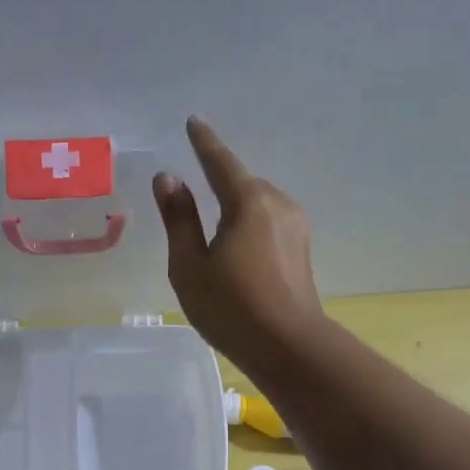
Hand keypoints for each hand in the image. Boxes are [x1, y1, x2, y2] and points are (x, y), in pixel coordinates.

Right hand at [153, 116, 324, 367]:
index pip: (220, 162)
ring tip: (213, 234)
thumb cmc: (231, 307)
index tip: (194, 122)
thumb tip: (168, 178)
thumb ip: (179, 219)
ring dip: (235, 209)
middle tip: (195, 197)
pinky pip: (268, 224)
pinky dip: (249, 227)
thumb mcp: (190, 265)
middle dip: (220, 183)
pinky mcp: (301, 251)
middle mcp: (277, 204)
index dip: (204, 142)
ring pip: (257, 206)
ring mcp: (295, 228)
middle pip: (242, 184)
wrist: (289, 347)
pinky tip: (237, 251)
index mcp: (248, 202)